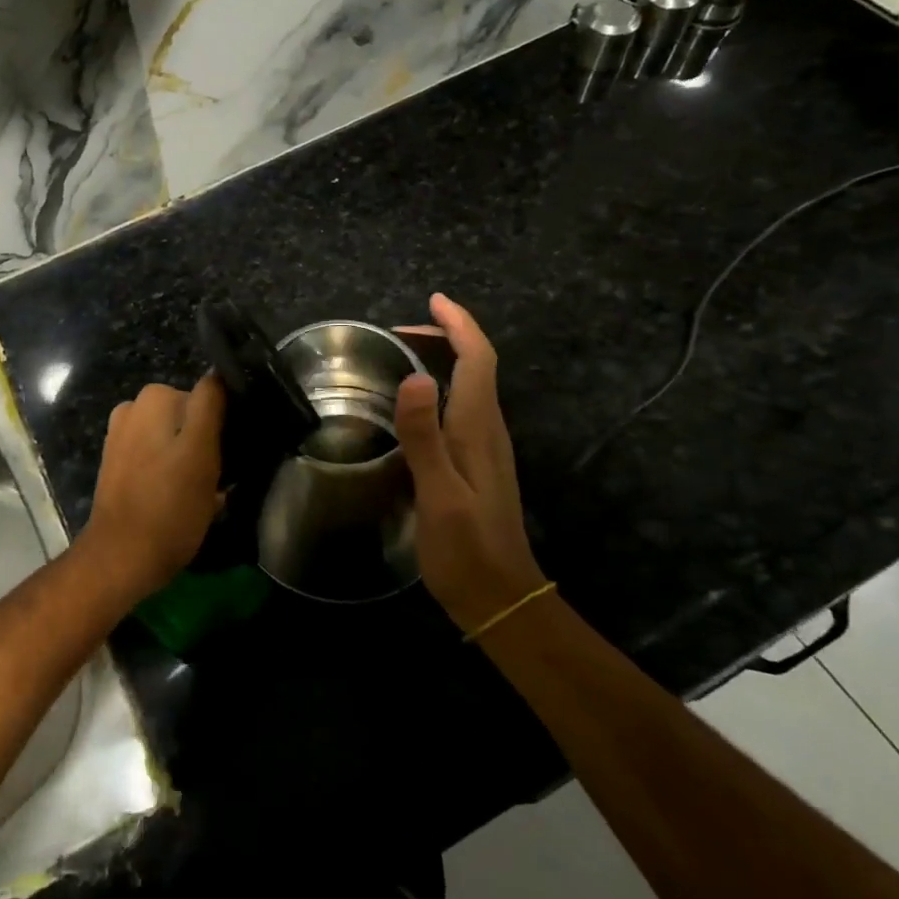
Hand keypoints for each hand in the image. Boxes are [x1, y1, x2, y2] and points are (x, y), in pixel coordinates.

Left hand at [78, 376, 226, 602]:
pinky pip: (157, 456)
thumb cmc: (169, 506)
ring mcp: (123, 436)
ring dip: (189, 458)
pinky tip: (177, 496)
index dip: (225, 422)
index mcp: (155, 398)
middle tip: (221, 475)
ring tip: (201, 490)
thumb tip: (218, 374)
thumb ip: (209, 406)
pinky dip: (169, 469)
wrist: (122, 557)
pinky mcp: (118, 463)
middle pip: (190, 417)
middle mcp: (134, 408)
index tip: (233, 450)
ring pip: (175, 438)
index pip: (208, 395)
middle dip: (206, 441)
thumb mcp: (202, 453)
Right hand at [394, 294, 546, 635]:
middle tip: (398, 331)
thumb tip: (414, 376)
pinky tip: (417, 401)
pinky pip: (462, 406)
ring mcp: (485, 447)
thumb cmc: (466, 549)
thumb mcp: (438, 493)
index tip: (434, 300)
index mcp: (478, 428)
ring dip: (443, 359)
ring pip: (470, 384)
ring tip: (402, 354)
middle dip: (445, 336)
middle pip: (476, 365)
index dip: (459, 325)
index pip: (478, 359)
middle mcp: (487, 429)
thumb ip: (424, 436)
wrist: (500, 598)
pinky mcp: (477, 463)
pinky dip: (441, 386)